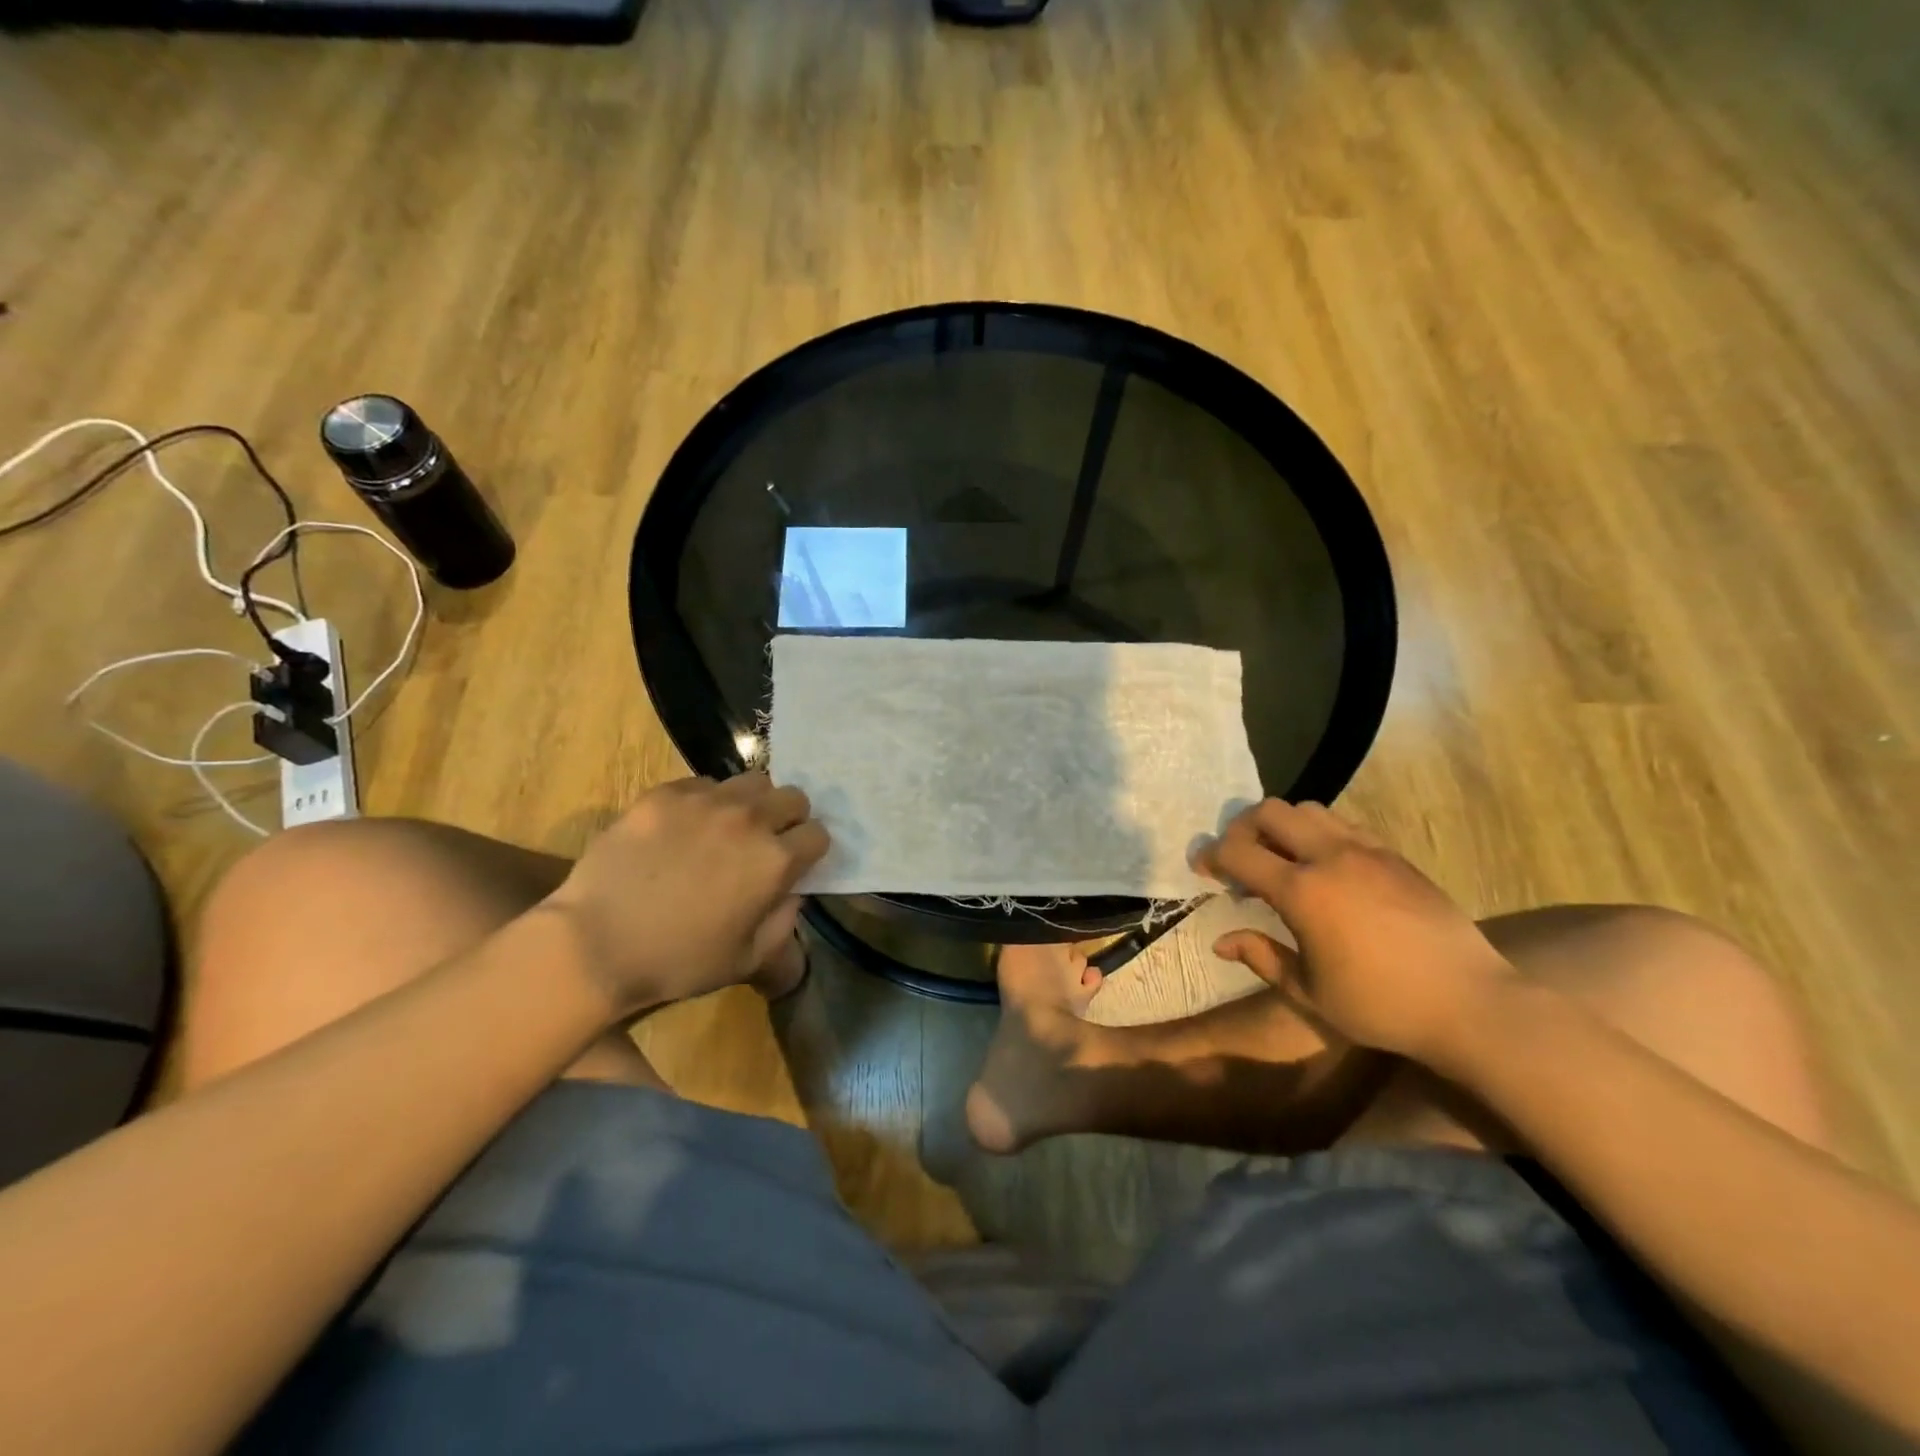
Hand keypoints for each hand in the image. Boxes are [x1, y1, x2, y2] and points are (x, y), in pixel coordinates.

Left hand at [538, 773, 828, 1017]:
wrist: (595, 943)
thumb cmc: (677, 961)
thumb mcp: (747, 960)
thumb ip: (784, 922)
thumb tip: (792, 892)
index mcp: (774, 861)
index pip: (818, 834)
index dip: (810, 850)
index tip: (796, 863)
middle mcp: (749, 820)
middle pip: (793, 796)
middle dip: (789, 818)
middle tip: (766, 841)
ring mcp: (705, 801)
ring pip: (752, 781)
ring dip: (752, 802)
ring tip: (729, 826)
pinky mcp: (665, 794)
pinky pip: (703, 784)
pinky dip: (706, 801)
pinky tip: (684, 827)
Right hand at [1197, 801, 1513, 1062]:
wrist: (1471, 1003)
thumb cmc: (1382, 1006)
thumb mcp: (1310, 993)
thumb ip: (1262, 957)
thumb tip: (1221, 942)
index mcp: (1302, 892)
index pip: (1238, 852)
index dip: (1210, 856)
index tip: (1202, 869)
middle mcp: (1330, 857)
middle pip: (1270, 812)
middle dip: (1242, 828)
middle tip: (1240, 859)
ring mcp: (1367, 850)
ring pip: (1309, 809)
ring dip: (1283, 826)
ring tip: (1282, 858)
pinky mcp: (1395, 855)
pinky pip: (1344, 824)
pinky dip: (1320, 833)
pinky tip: (1326, 867)